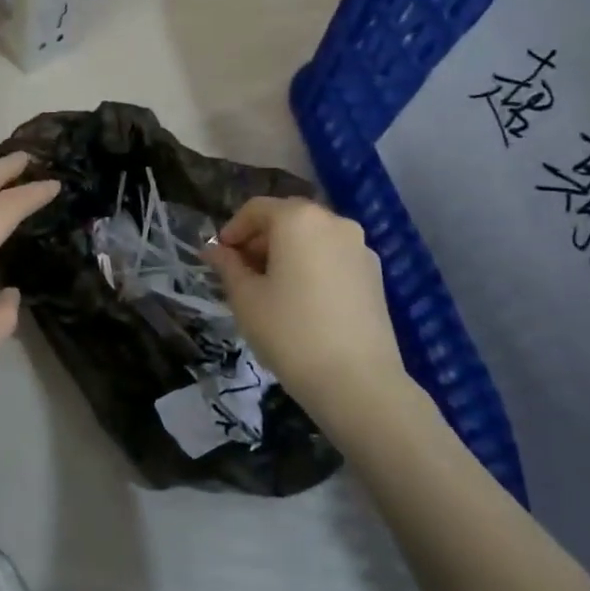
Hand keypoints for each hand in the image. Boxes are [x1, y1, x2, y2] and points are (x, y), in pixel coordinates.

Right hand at [206, 198, 413, 425]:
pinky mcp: (376, 275)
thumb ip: (227, 266)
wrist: (357, 381)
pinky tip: (300, 301)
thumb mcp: (245, 297)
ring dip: (286, 253)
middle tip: (240, 273)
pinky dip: (311, 266)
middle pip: (288, 219)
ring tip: (269, 289)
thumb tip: (214, 250)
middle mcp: (334, 222)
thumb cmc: (289, 331)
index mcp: (299, 219)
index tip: (218, 258)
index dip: (232, 230)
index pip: (257, 209)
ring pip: (312, 238)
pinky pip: (333, 258)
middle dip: (259, 240)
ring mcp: (360, 248)